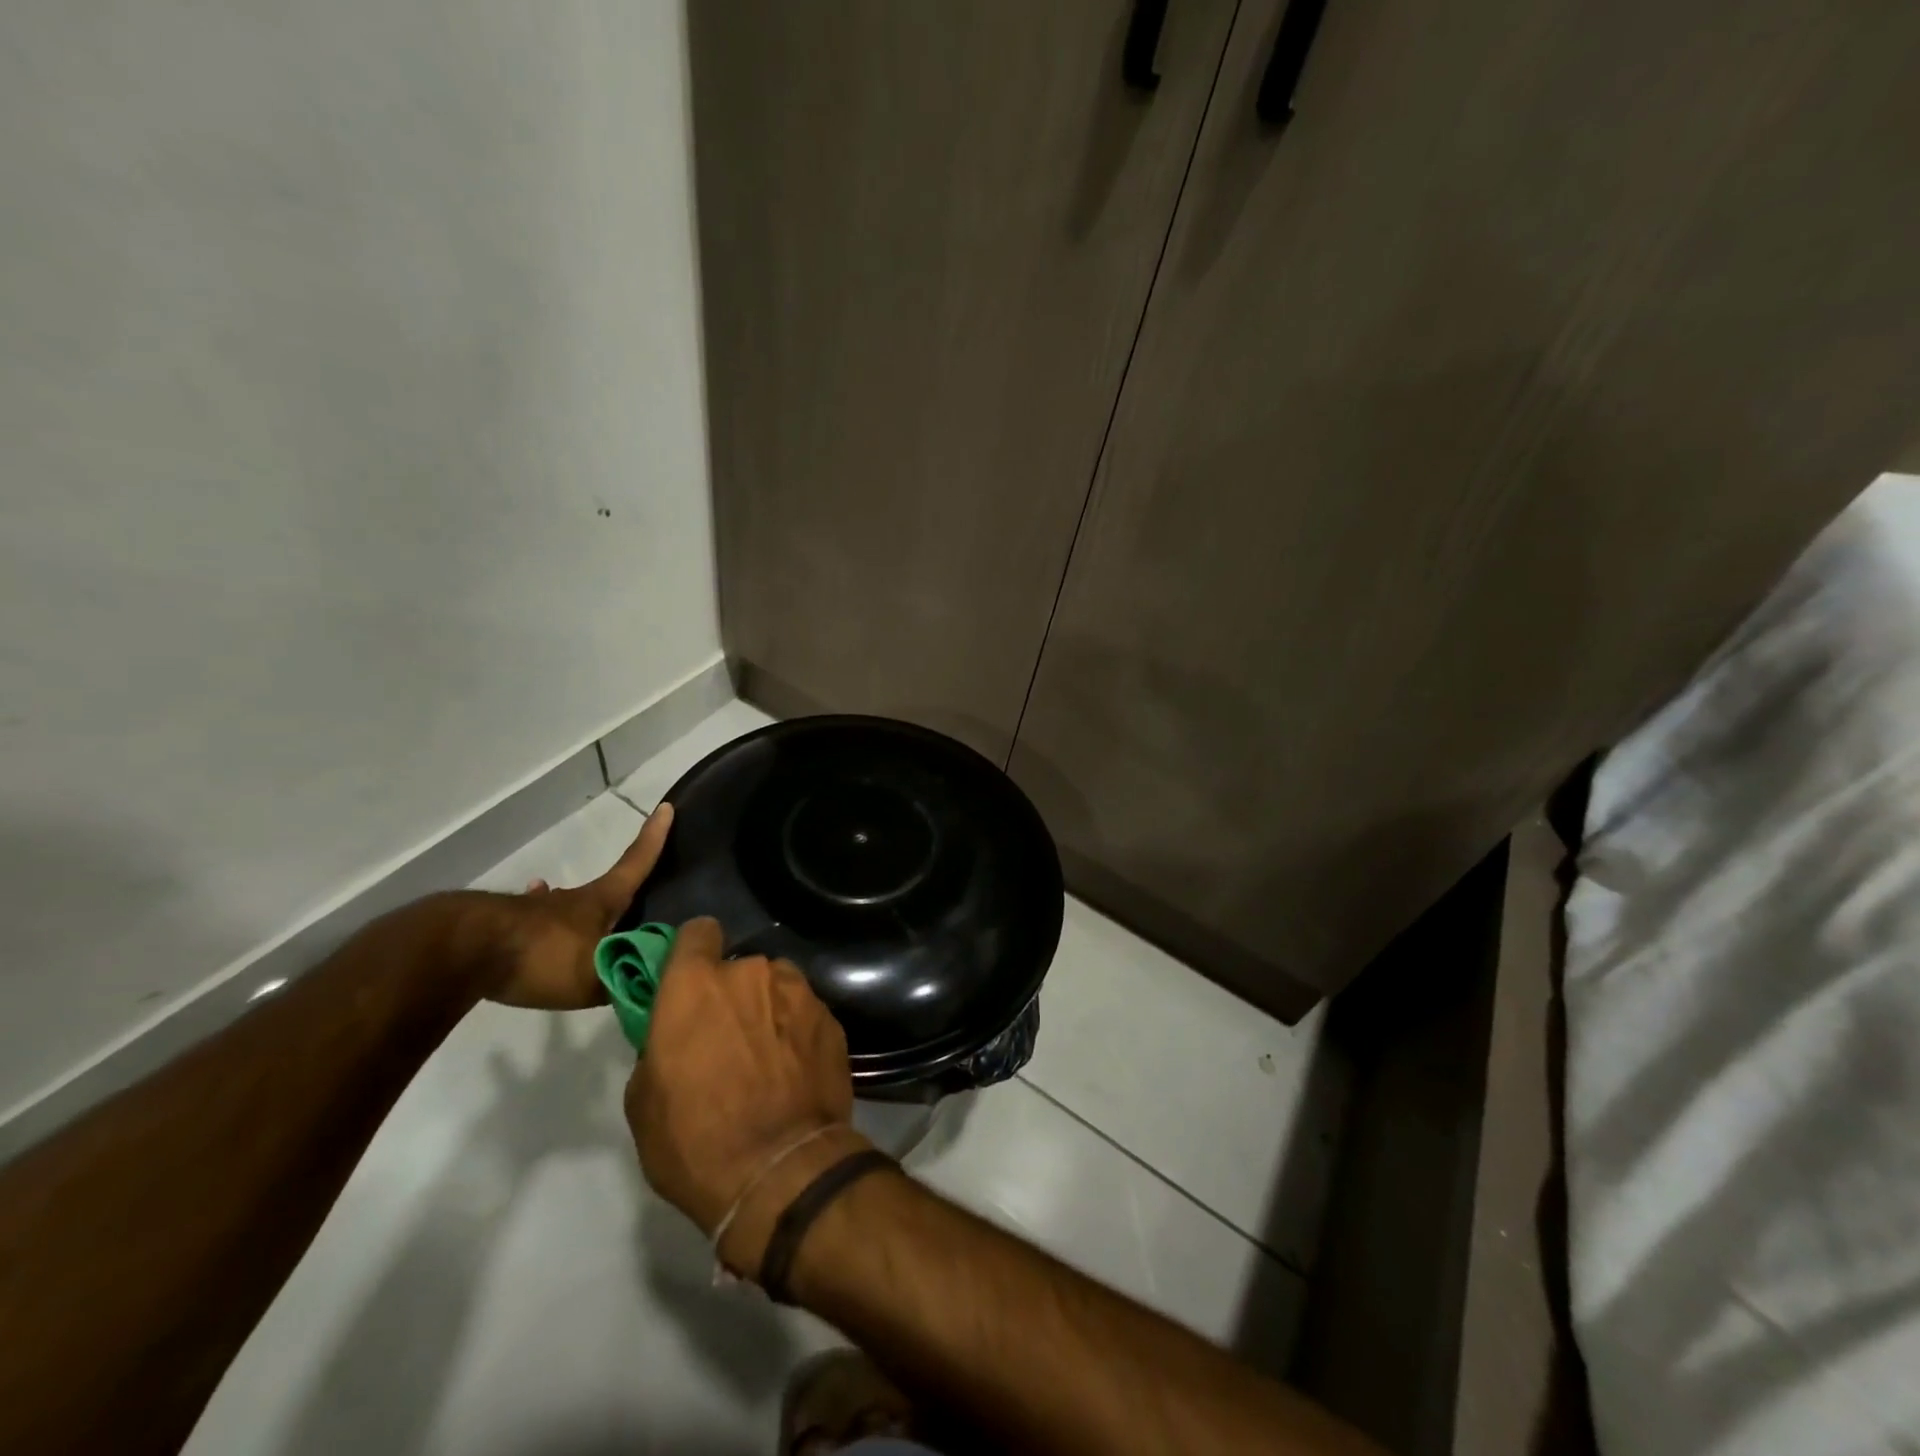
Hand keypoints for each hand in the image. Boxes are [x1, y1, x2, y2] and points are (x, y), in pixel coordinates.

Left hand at [480, 803, 673, 1010]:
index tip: (665, 807)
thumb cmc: (542, 956)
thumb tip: (657, 983)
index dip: (654, 838)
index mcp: (600, 902)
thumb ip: (626, 981)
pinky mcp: (501, 925)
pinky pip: (528, 923)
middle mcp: (570, 899)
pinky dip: (535, 925)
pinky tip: (526, 931)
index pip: (636, 864)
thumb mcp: (594, 979)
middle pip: (603, 890)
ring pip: (562, 905)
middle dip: (618, 892)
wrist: (461, 951)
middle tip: (628, 904)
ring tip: (577, 924)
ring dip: (573, 911)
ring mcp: (532, 909)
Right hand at [624, 917, 865, 1271]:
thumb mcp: (644, 1099)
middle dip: (732, 993)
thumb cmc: (695, 1138)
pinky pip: (805, 1013)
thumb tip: (675, 1035)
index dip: (693, 951)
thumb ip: (659, 1045)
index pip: (697, 932)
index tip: (691, 978)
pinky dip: (797, 1031)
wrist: (780, 1171)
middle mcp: (752, 972)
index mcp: (696, 984)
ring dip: (769, 1009)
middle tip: (728, 1037)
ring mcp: (799, 992)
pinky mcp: (831, 1018)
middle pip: (739, 968)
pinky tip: (795, 1070)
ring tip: (767, 1055)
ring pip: (777, 987)